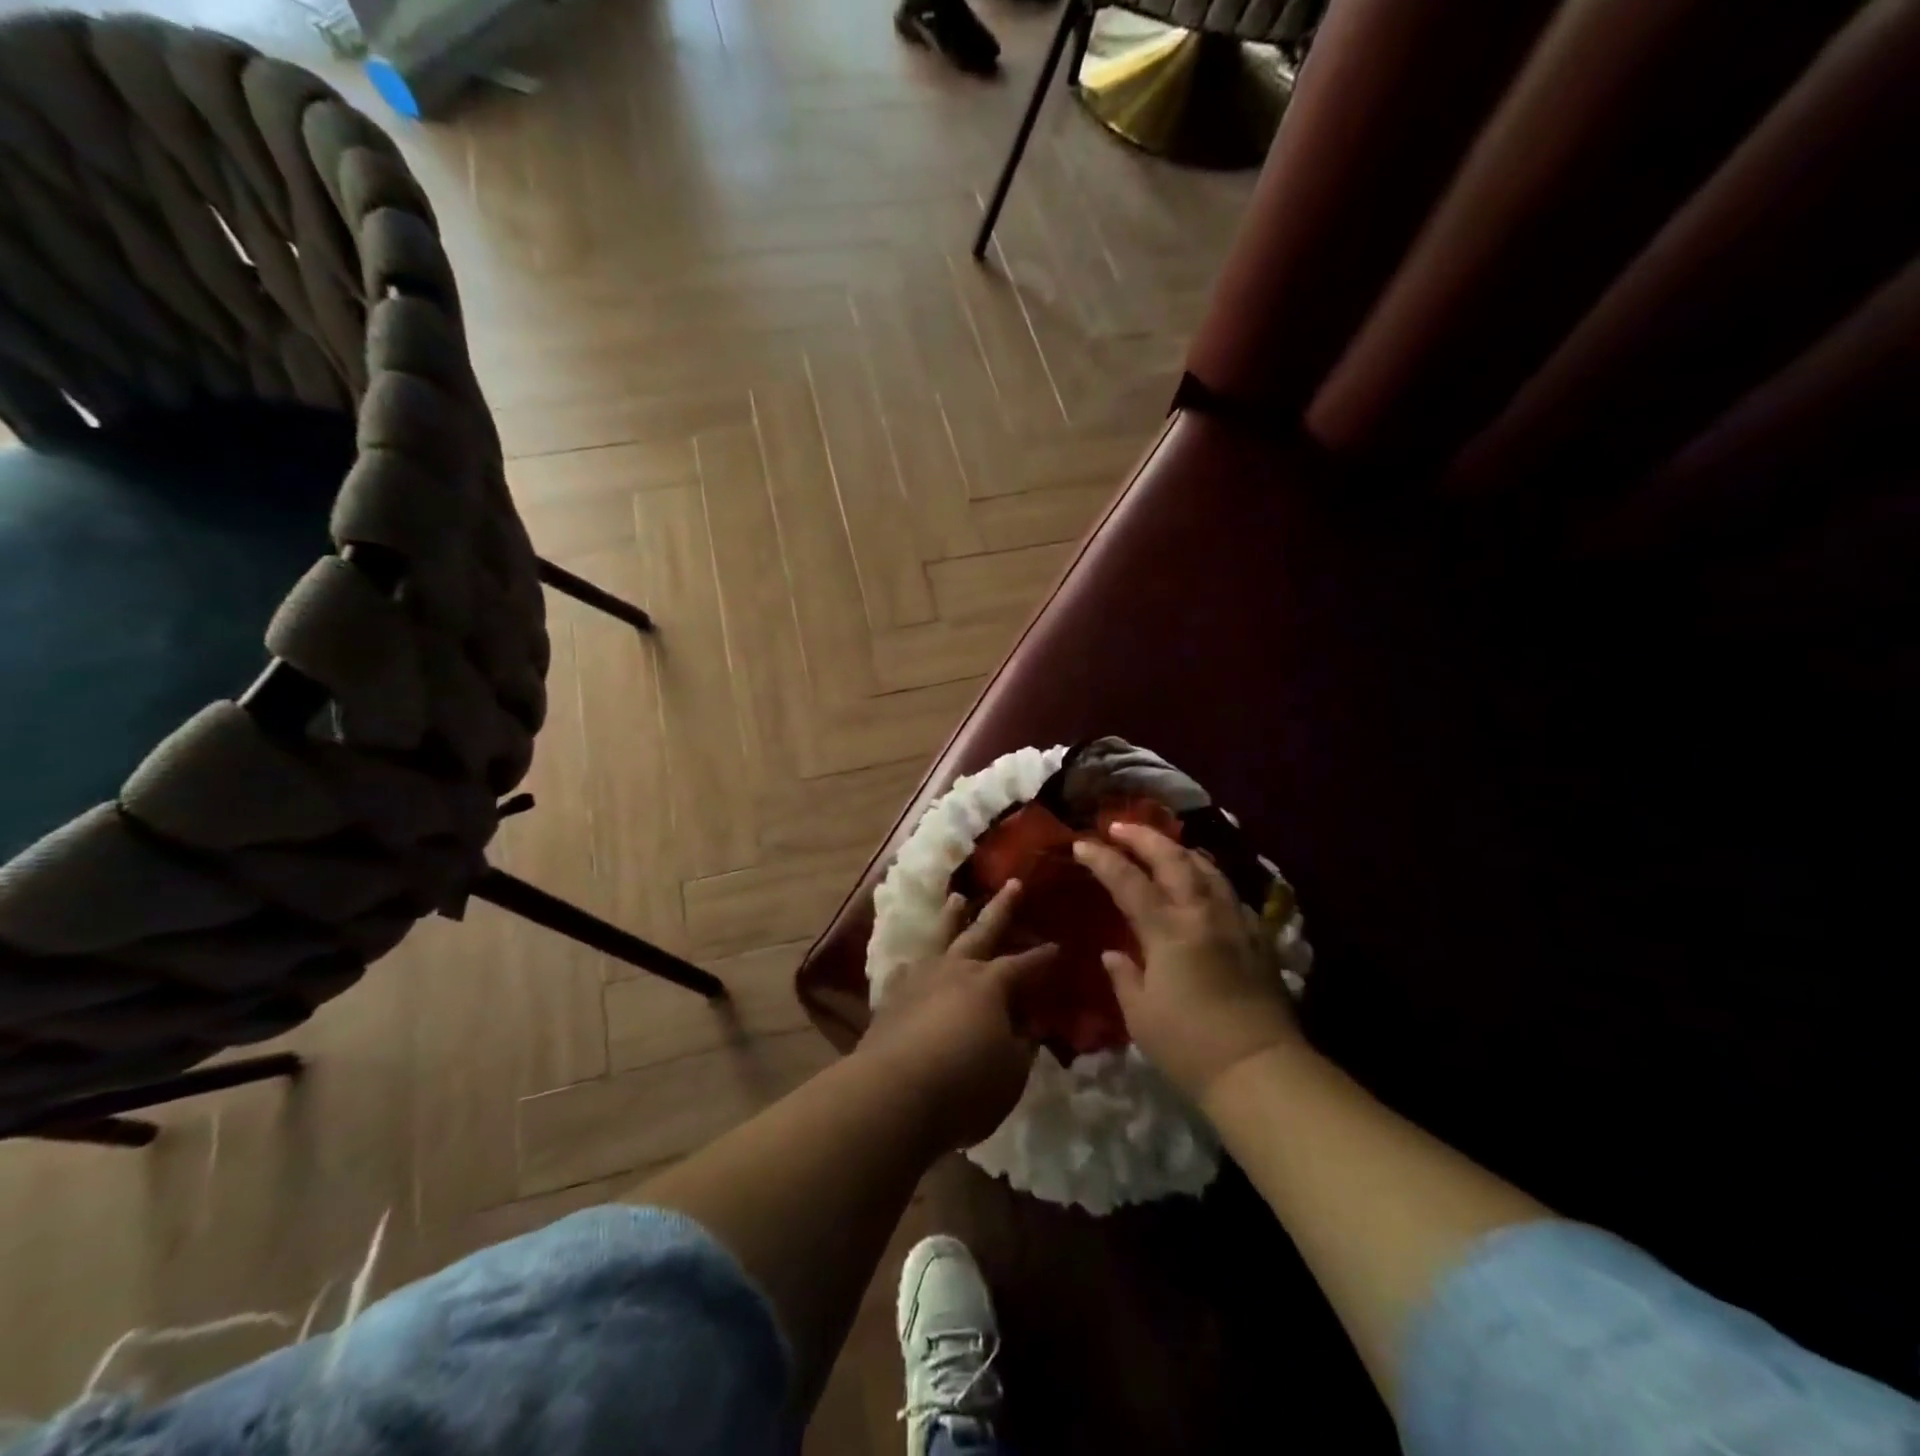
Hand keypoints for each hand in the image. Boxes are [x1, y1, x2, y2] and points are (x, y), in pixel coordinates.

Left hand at [857, 882, 1057, 1150]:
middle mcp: (956, 969)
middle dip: (1001, 908)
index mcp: (990, 983)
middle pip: (982, 931)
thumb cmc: (965, 1085)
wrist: (893, 1093)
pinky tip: (910, 962)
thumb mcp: (1010, 1072)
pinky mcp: (890, 998)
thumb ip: (1022, 1046)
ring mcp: (920, 979)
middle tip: (1013, 883)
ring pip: (940, 938)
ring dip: (951, 917)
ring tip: (958, 898)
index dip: (1041, 957)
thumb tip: (1028, 1028)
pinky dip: (912, 964)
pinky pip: (904, 971)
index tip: (1058, 946)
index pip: (1023, 965)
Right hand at [1073, 823, 1300, 1103]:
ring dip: (1179, 850)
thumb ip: (1124, 975)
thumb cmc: (1189, 1046)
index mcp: (1168, 930)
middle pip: (1173, 859)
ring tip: (1161, 845)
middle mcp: (1202, 914)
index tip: (1081, 843)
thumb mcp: (1140, 1015)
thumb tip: (1114, 953)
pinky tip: (1203, 882)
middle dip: (1143, 837)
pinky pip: (1229, 891)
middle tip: (1119, 827)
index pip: (1128, 880)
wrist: (1260, 1070)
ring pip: (1207, 868)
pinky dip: (1209, 876)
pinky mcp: (1258, 938)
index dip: (1102, 858)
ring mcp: (1235, 922)